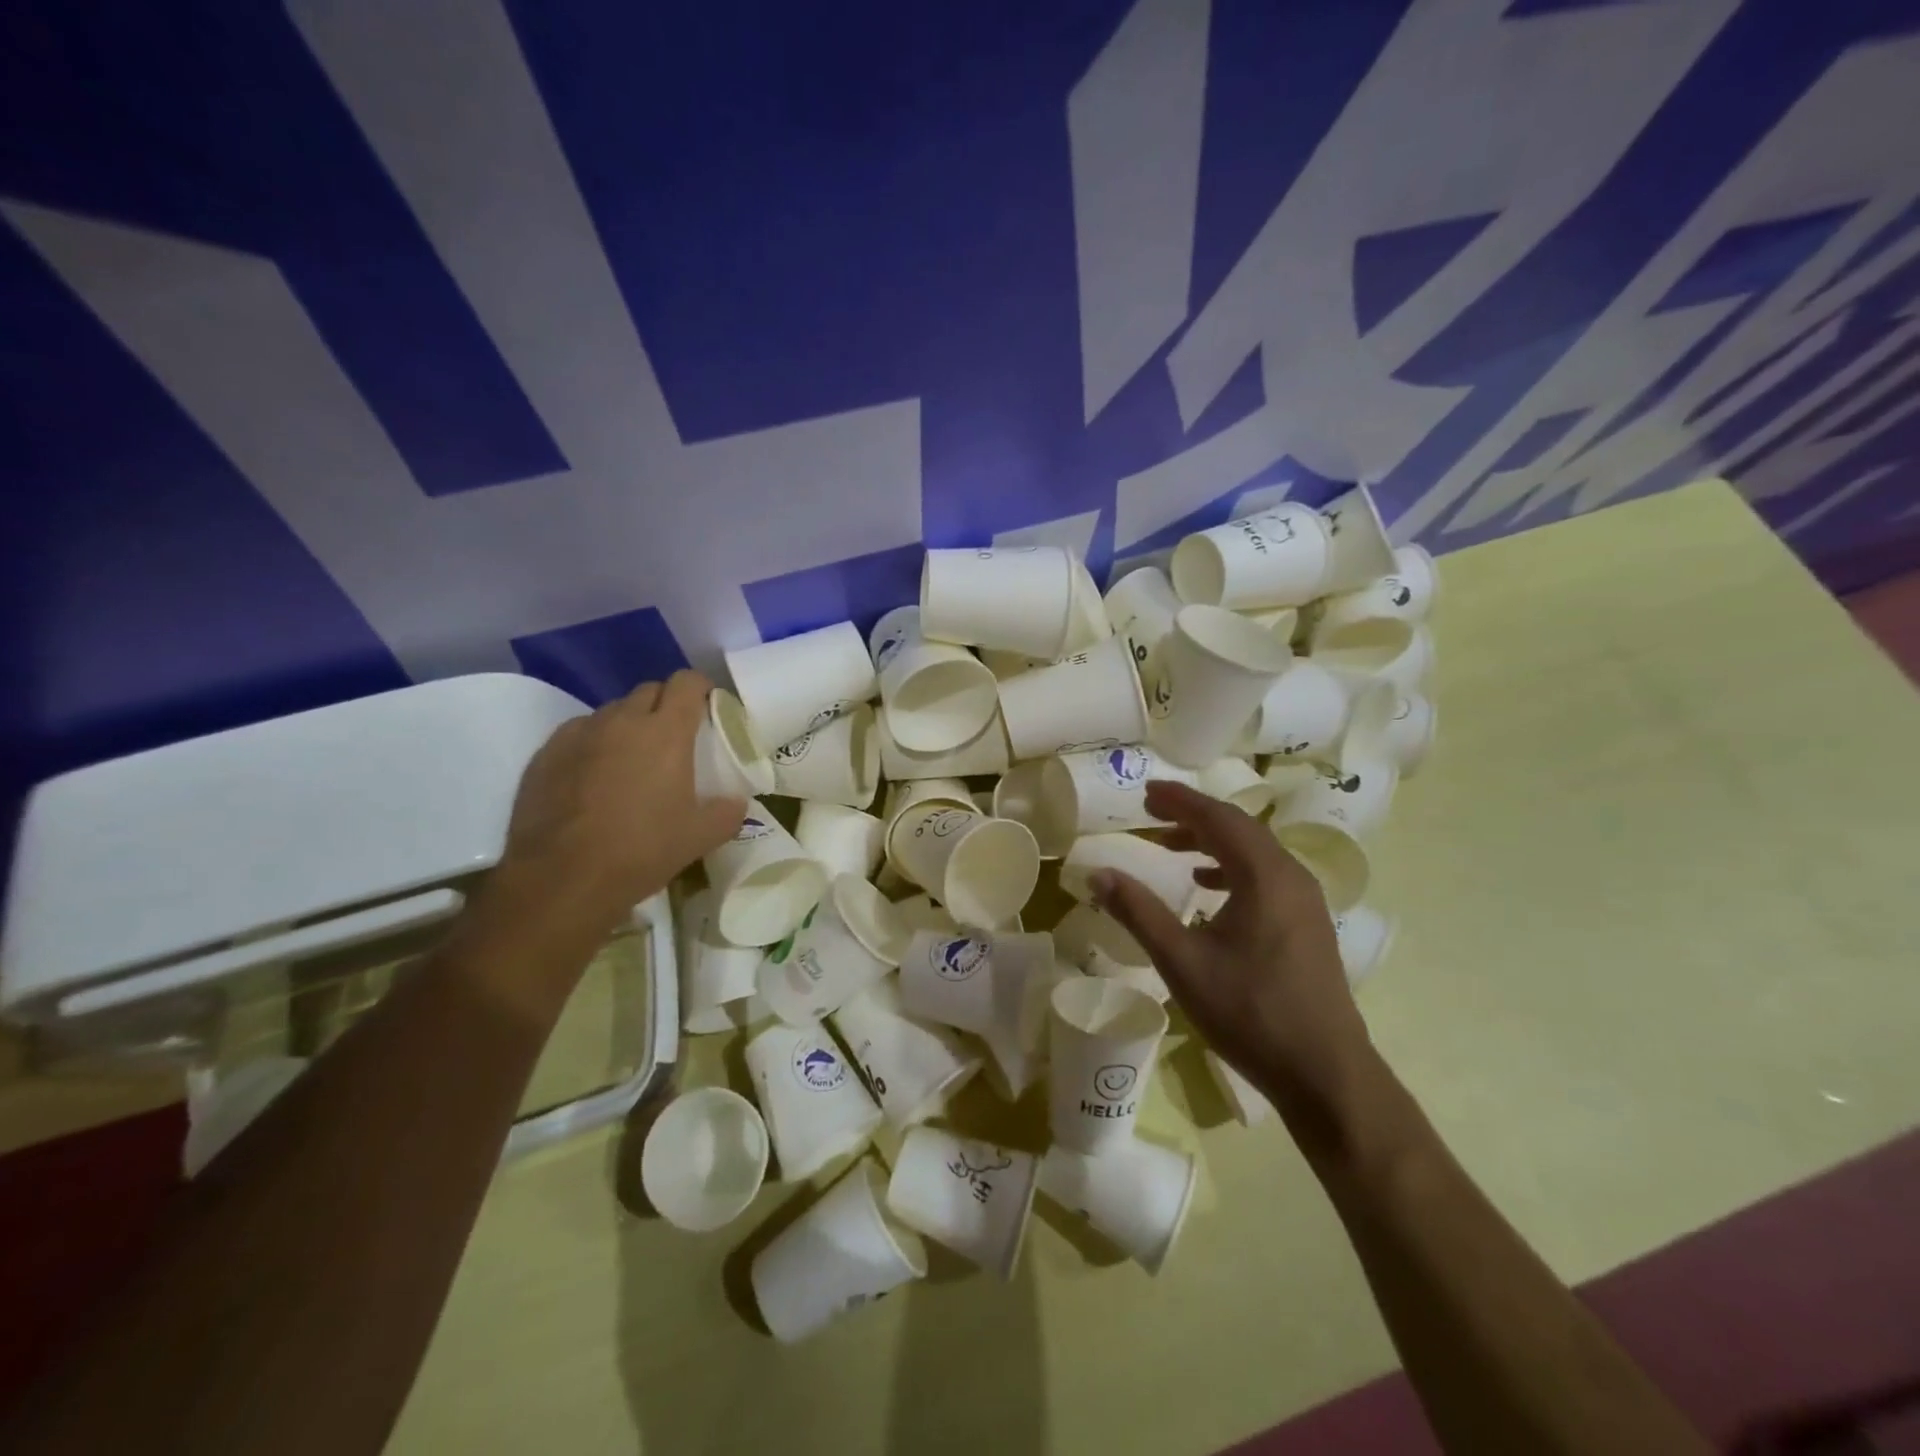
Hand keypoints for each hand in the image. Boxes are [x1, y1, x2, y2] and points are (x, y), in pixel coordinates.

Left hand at [495, 671, 745, 933]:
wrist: (562, 878)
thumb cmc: (642, 850)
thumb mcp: (700, 837)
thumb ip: (727, 812)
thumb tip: (736, 802)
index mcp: (666, 732)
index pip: (687, 682)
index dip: (700, 688)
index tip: (707, 707)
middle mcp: (622, 720)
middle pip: (649, 690)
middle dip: (665, 704)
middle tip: (674, 737)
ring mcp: (580, 733)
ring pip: (612, 711)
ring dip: (628, 724)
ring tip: (631, 759)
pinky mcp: (546, 753)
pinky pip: (578, 733)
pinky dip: (593, 744)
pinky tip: (593, 777)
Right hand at [1088, 780, 1373, 1116]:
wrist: (1325, 1073)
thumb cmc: (1250, 1012)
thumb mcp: (1182, 961)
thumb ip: (1138, 912)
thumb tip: (1099, 873)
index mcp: (1265, 875)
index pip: (1218, 818)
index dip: (1180, 801)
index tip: (1146, 791)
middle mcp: (1291, 876)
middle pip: (1239, 828)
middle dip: (1193, 816)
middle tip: (1153, 812)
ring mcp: (1305, 901)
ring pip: (1254, 852)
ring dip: (1212, 841)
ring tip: (1172, 846)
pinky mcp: (1308, 924)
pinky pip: (1266, 875)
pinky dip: (1231, 868)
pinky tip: (1208, 887)